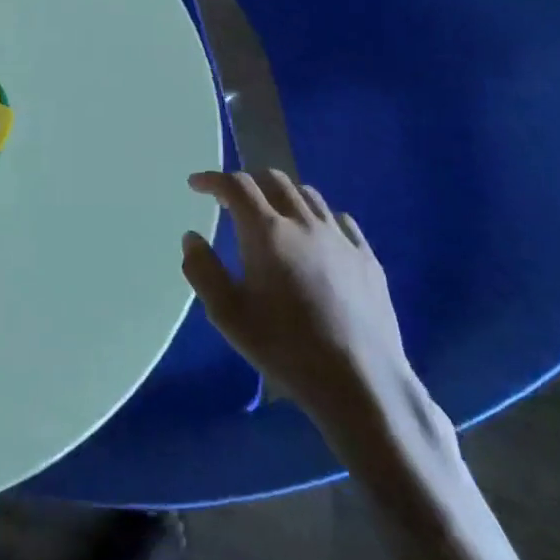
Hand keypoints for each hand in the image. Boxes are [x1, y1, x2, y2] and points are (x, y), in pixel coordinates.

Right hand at [183, 169, 413, 439]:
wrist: (360, 380)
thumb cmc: (284, 346)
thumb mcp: (226, 314)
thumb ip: (202, 270)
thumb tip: (192, 237)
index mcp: (266, 233)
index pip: (236, 185)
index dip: (212, 179)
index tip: (196, 185)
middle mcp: (305, 224)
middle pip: (275, 180)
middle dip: (247, 181)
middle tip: (230, 199)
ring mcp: (341, 239)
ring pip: (308, 195)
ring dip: (281, 195)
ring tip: (270, 214)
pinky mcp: (367, 258)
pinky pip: (339, 220)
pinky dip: (316, 216)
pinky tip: (313, 237)